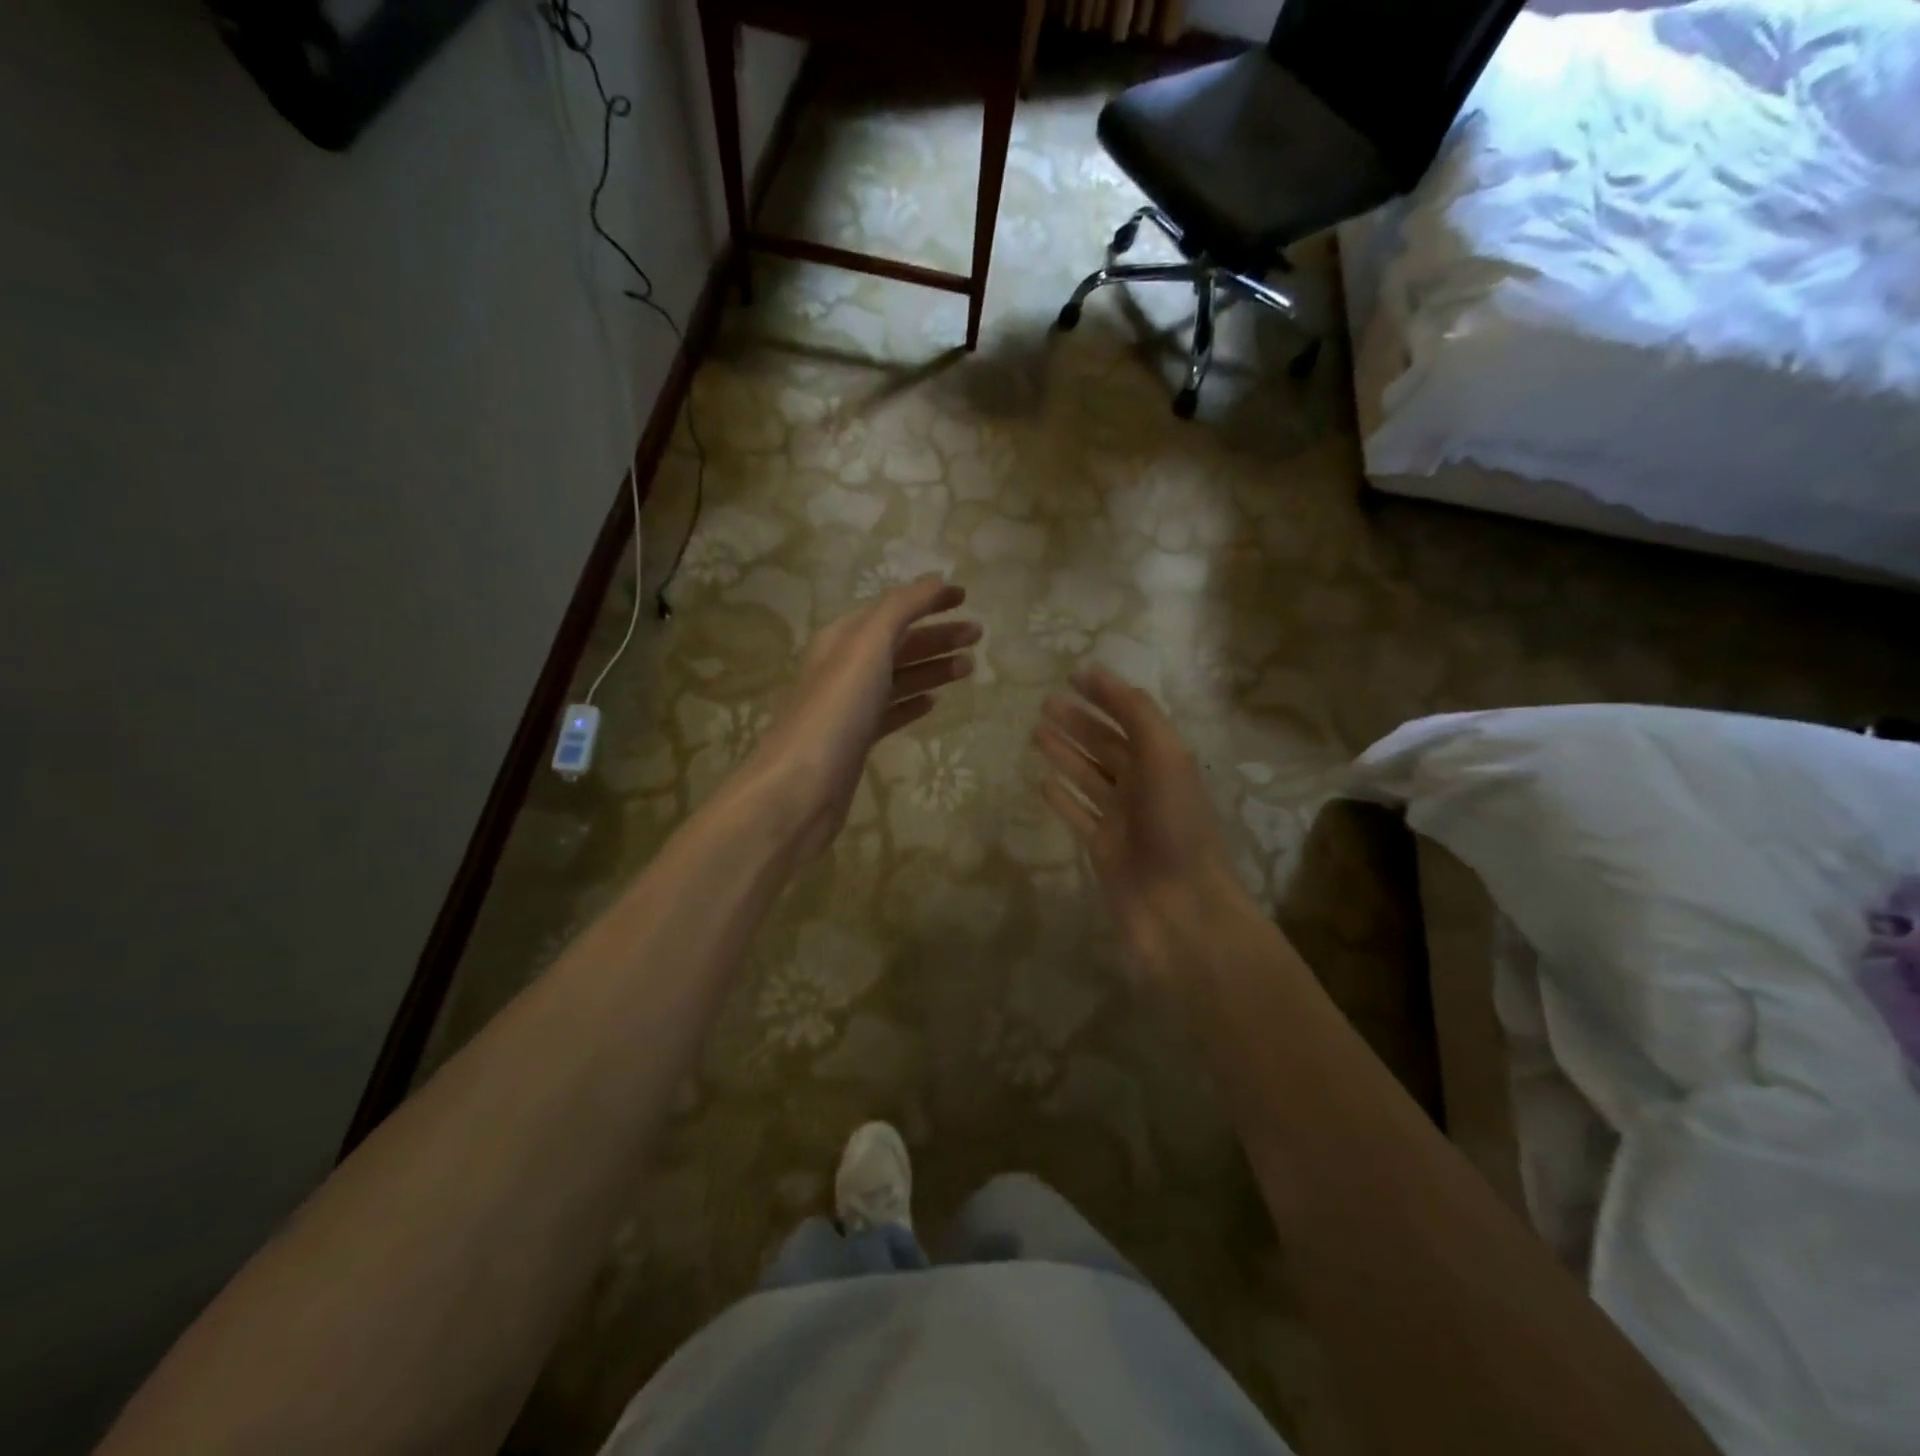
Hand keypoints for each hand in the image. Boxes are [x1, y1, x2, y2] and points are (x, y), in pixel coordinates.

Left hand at [745, 577, 978, 862]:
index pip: (891, 609)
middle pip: (897, 643)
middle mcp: (843, 667)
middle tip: (978, 635)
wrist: (803, 785)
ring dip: (932, 668)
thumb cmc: (837, 709)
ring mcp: (849, 706)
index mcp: (842, 638)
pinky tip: (933, 703)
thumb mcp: (868, 646)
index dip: (926, 600)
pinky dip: (913, 702)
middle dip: (937, 635)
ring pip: (898, 678)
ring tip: (968, 667)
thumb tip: (935, 581)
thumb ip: (901, 609)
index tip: (965, 597)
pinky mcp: (856, 740)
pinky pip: (890, 713)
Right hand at [1033, 668, 1248, 982]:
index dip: (1105, 695)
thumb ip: (1139, 717)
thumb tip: (1105, 679)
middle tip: (1044, 703)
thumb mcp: (1166, 758)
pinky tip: (1041, 781)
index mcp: (1164, 761)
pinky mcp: (1101, 848)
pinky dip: (1061, 797)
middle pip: (1106, 745)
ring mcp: (1121, 818)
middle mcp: (1143, 785)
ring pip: (1088, 776)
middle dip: (1078, 722)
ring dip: (1064, 753)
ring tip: (1035, 733)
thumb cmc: (1176, 828)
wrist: (1180, 909)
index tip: (1074, 675)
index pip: (1131, 717)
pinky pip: (1077, 814)